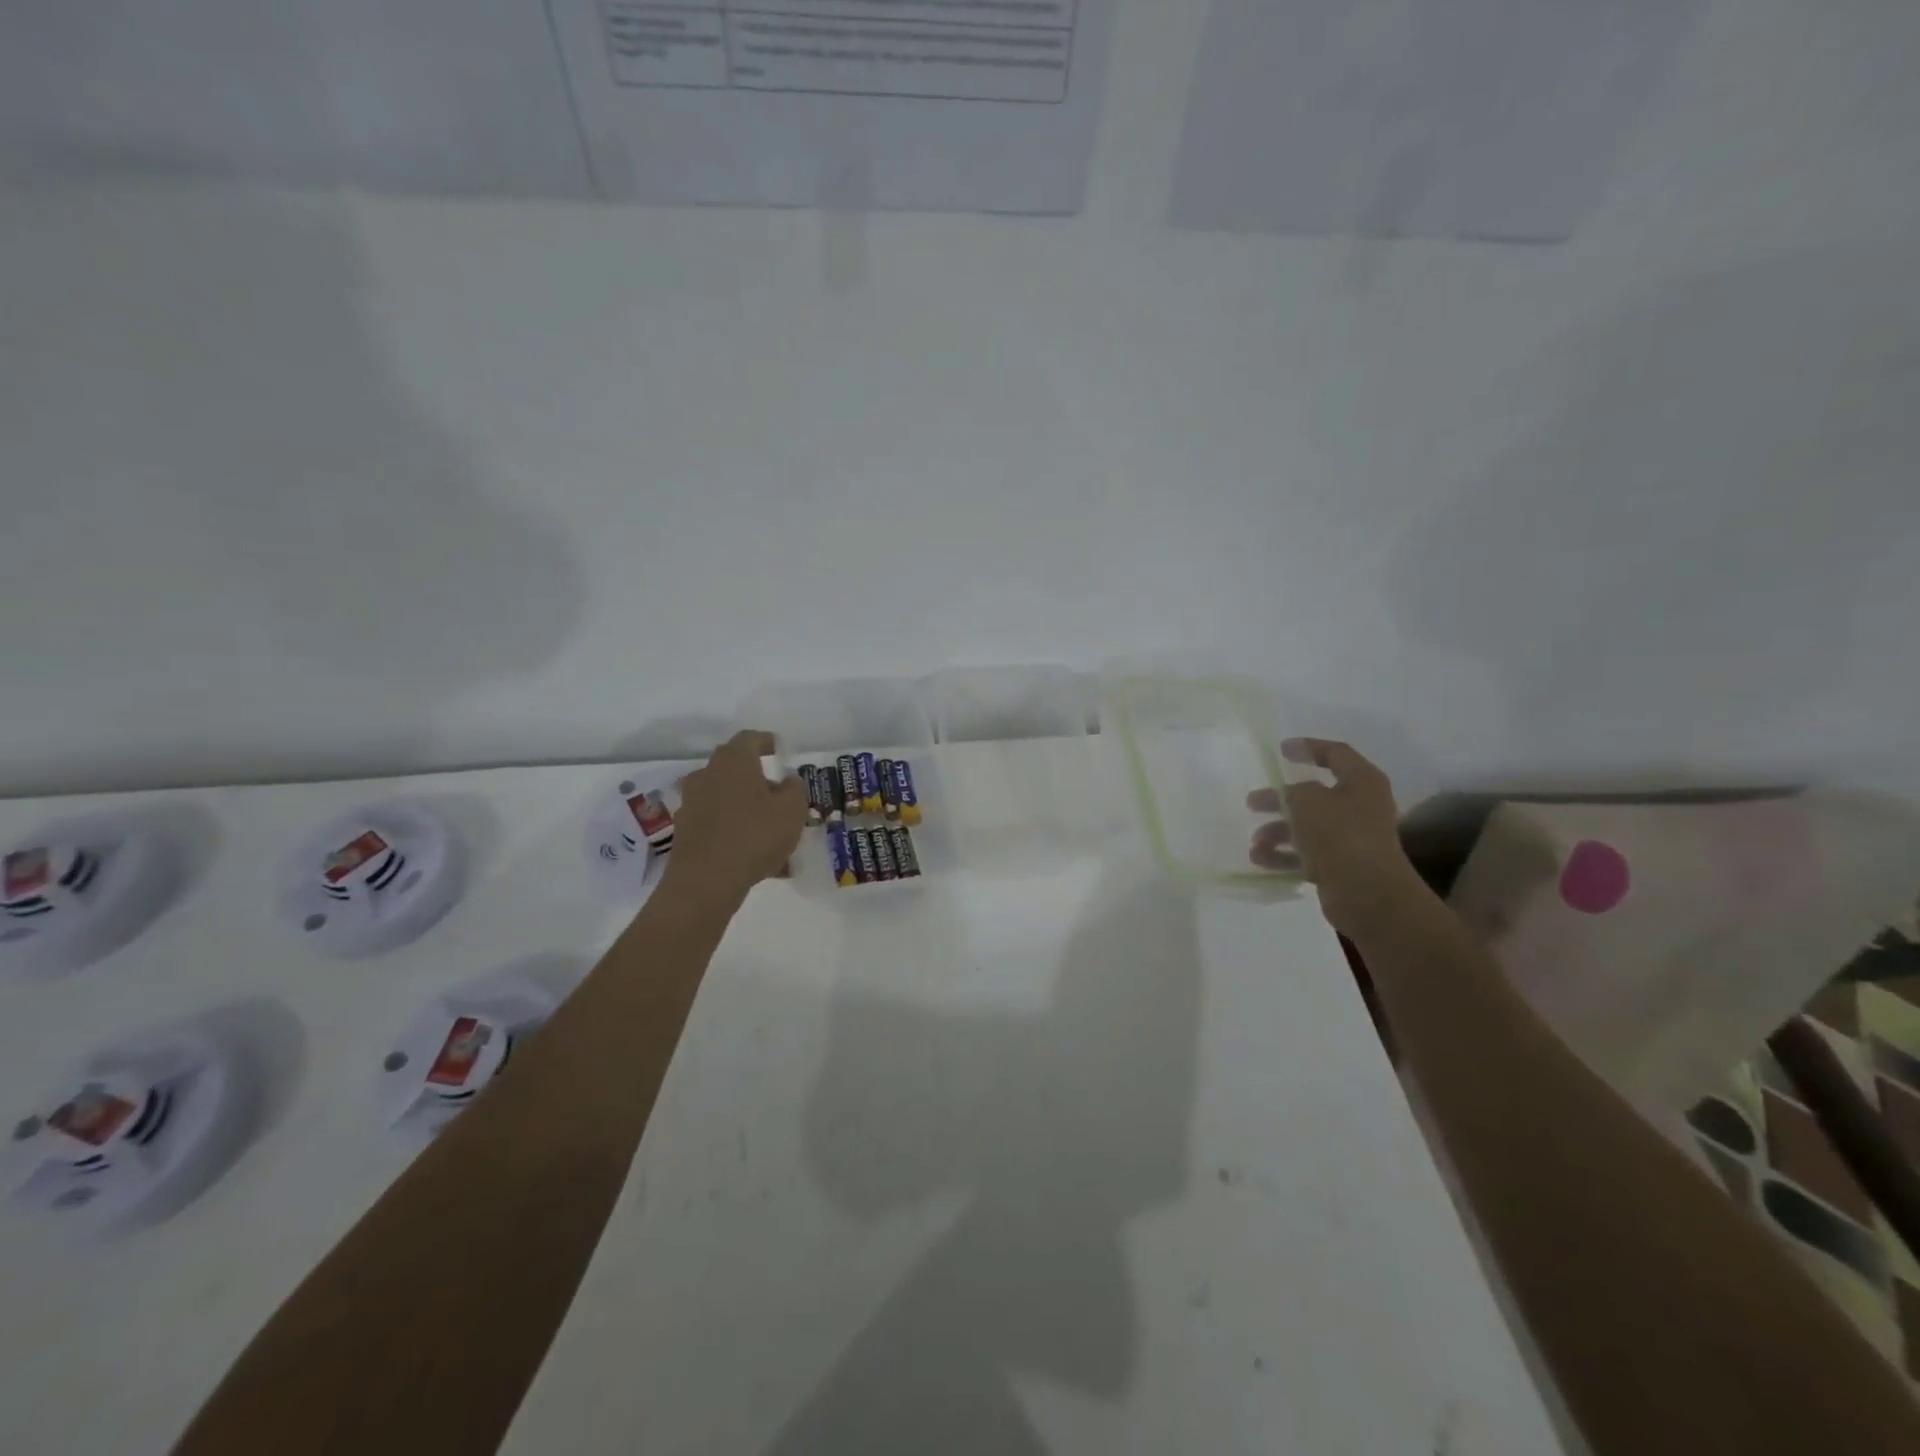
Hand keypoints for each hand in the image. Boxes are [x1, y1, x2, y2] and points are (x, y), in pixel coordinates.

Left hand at [662, 730, 808, 904]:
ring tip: (778, 840)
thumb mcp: (792, 809)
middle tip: (781, 798)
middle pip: (736, 770)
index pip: (750, 739)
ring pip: (730, 802)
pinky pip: (721, 827)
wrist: (706, 881)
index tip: (779, 750)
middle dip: (760, 782)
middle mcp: (707, 775)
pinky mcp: (686, 833)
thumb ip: (794, 788)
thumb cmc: (754, 835)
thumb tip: (787, 781)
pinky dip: (739, 836)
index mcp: (733, 761)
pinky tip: (763, 864)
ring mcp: (692, 804)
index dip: (767, 742)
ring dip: (751, 813)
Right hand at [1248, 738, 1428, 937]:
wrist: (1367, 893)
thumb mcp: (1307, 800)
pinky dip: (1284, 855)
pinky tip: (1260, 860)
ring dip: (1278, 832)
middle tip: (1253, 802)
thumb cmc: (1339, 835)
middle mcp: (1360, 806)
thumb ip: (1293, 791)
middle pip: (1313, 795)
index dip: (1309, 748)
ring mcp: (1352, 838)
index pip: (1336, 754)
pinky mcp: (1342, 865)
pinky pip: (1307, 854)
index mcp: (1361, 782)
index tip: (1281, 750)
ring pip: (1307, 827)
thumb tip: (1291, 797)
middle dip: (1280, 800)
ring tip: (1255, 842)